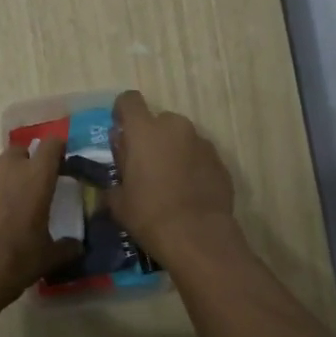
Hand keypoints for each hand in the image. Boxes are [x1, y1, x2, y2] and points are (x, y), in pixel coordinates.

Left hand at [0, 140, 81, 305]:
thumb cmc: (17, 261)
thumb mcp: (49, 257)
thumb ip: (67, 246)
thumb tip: (77, 246)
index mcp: (37, 177)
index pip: (52, 145)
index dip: (55, 151)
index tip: (56, 162)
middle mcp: (6, 168)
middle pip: (17, 153)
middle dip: (21, 167)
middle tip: (22, 193)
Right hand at [107, 91, 237, 260]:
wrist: (197, 236)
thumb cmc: (149, 215)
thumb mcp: (117, 200)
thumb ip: (116, 173)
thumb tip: (120, 164)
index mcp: (144, 130)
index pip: (129, 100)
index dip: (122, 113)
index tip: (121, 134)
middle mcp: (175, 127)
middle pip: (158, 120)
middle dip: (151, 137)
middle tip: (144, 165)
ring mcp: (201, 142)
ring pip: (181, 137)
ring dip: (173, 150)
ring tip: (169, 181)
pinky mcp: (220, 160)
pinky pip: (199, 154)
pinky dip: (191, 165)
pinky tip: (188, 191)